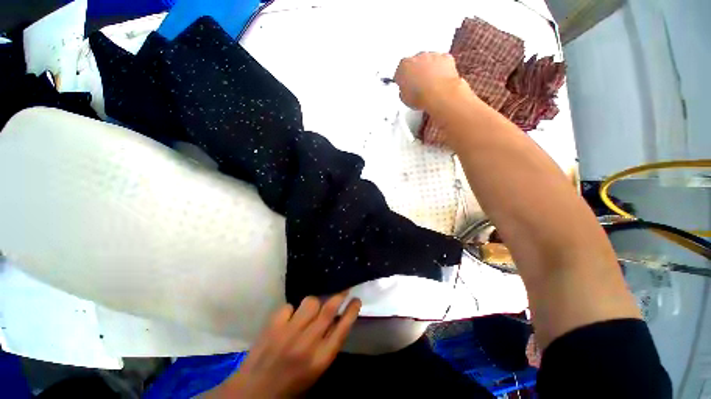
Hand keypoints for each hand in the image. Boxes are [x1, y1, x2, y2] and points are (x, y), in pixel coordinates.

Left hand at [210, 294, 361, 397]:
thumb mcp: (316, 370)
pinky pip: (289, 306)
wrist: (253, 393)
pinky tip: (288, 320)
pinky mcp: (273, 326)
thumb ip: (327, 345)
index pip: (343, 328)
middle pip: (329, 310)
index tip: (357, 300)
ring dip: (313, 304)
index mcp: (320, 359)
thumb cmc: (290, 386)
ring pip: (310, 302)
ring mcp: (289, 332)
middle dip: (339, 296)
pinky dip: (290, 311)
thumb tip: (336, 320)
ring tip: (309, 311)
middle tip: (344, 290)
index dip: (351, 311)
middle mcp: (307, 343)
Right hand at [394, 52, 465, 110]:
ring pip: (429, 60)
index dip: (402, 79)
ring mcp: (432, 56)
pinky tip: (440, 80)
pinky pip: (442, 61)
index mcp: (404, 66)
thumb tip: (406, 92)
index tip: (405, 85)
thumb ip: (403, 91)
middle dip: (416, 72)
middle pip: (415, 63)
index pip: (400, 71)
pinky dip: (442, 68)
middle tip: (418, 86)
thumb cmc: (422, 96)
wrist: (439, 94)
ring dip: (429, 70)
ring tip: (430, 85)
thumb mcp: (405, 99)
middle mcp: (417, 57)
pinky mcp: (445, 58)